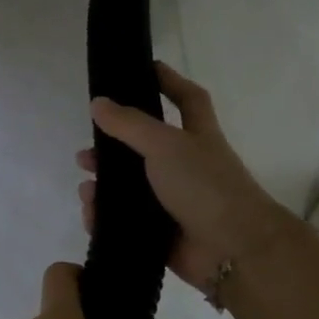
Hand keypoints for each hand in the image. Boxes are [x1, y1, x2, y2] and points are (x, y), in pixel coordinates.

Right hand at [78, 62, 297, 289]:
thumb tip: (98, 102)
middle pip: (145, 148)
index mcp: (197, 136)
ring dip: (105, 186)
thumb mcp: (166, 144)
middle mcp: (186, 166)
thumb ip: (130, 124)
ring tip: (85, 186)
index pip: (187, 98)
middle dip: (114, 147)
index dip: (169, 81)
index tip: (145, 68)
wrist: (233, 250)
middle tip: (86, 150)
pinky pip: (126, 221)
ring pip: (131, 188)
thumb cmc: (205, 185)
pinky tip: (91, 215)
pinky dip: (106, 218)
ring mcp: (174, 202)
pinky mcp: (161, 233)